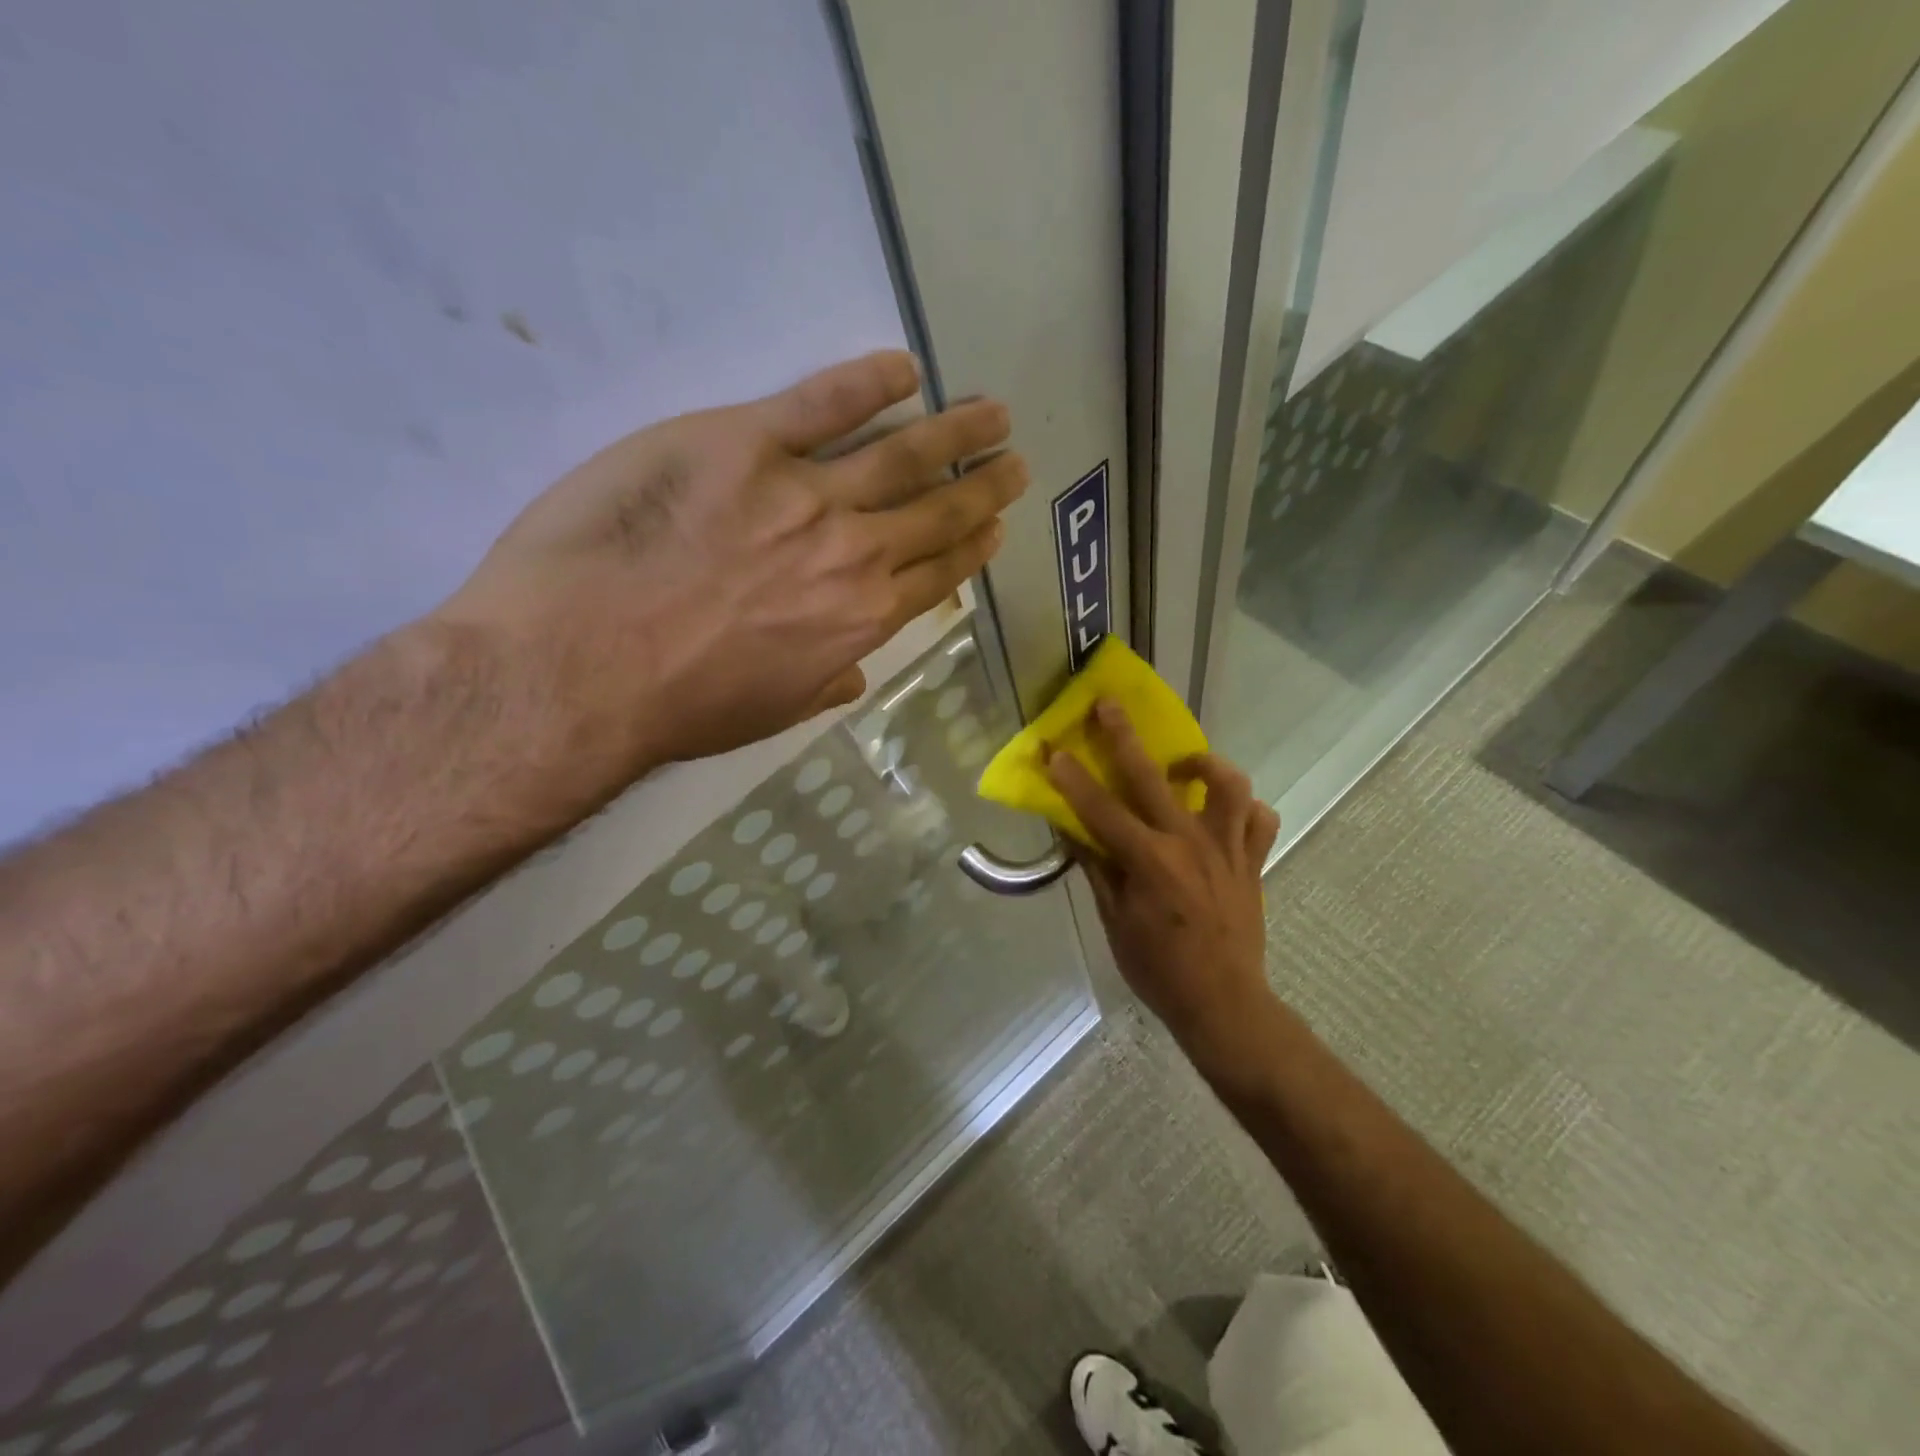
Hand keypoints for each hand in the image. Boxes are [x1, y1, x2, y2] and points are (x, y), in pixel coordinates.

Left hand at [435, 349, 1024, 787]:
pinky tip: (902, 367)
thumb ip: (822, 685)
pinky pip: (821, 401)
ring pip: (901, 453)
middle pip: (934, 511)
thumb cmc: (677, 705)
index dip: (971, 547)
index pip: (936, 574)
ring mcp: (804, 493)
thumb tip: (857, 675)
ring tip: (990, 411)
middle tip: (1013, 461)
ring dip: (954, 431)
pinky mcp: (744, 442)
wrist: (583, 666)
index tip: (997, 526)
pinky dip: (867, 380)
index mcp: (860, 620)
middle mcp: (853, 554)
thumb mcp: (767, 712)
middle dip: (982, 485)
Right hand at [1047, 702, 1280, 1058]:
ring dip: (1204, 764)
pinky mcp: (1253, 861)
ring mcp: (1227, 849)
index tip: (1052, 750)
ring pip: (1227, 786)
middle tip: (1108, 705)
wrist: (1223, 1003)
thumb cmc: (1158, 968)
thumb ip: (1097, 869)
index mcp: (1149, 862)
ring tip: (1183, 764)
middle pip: (1153, 778)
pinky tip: (1224, 811)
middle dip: (1124, 737)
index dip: (1072, 779)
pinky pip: (1259, 820)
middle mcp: (1189, 844)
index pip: (1101, 810)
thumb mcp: (1114, 922)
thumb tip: (1075, 830)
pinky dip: (1244, 808)